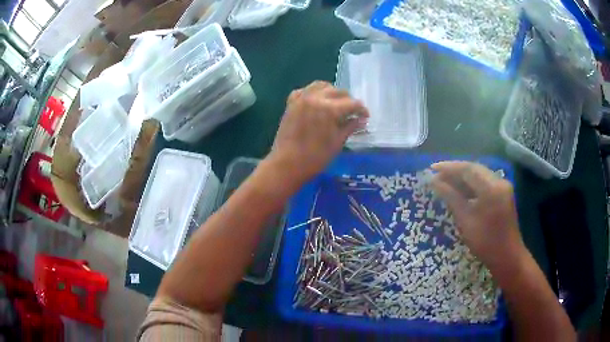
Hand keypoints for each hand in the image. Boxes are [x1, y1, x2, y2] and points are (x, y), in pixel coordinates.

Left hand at [269, 81, 368, 182]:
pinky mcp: (291, 103)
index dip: (362, 110)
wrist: (287, 164)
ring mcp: (301, 99)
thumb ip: (350, 127)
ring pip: (321, 85)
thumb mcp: (337, 142)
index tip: (365, 117)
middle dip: (348, 100)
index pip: (352, 103)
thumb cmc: (315, 158)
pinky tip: (317, 102)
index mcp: (330, 109)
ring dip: (331, 92)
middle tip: (352, 112)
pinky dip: (313, 93)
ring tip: (336, 104)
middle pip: (338, 91)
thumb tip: (361, 120)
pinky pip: (304, 90)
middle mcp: (316, 98)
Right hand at [430, 161, 524, 271]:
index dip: (448, 167)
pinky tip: (460, 189)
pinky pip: (484, 182)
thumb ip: (451, 197)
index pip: (467, 169)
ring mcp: (503, 186)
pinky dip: (471, 183)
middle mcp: (499, 181)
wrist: (507, 256)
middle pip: (474, 168)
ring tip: (445, 181)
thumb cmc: (485, 242)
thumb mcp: (465, 220)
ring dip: (462, 176)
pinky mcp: (503, 193)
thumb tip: (434, 181)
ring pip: (479, 174)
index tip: (431, 169)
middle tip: (436, 174)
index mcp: (491, 188)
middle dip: (455, 170)